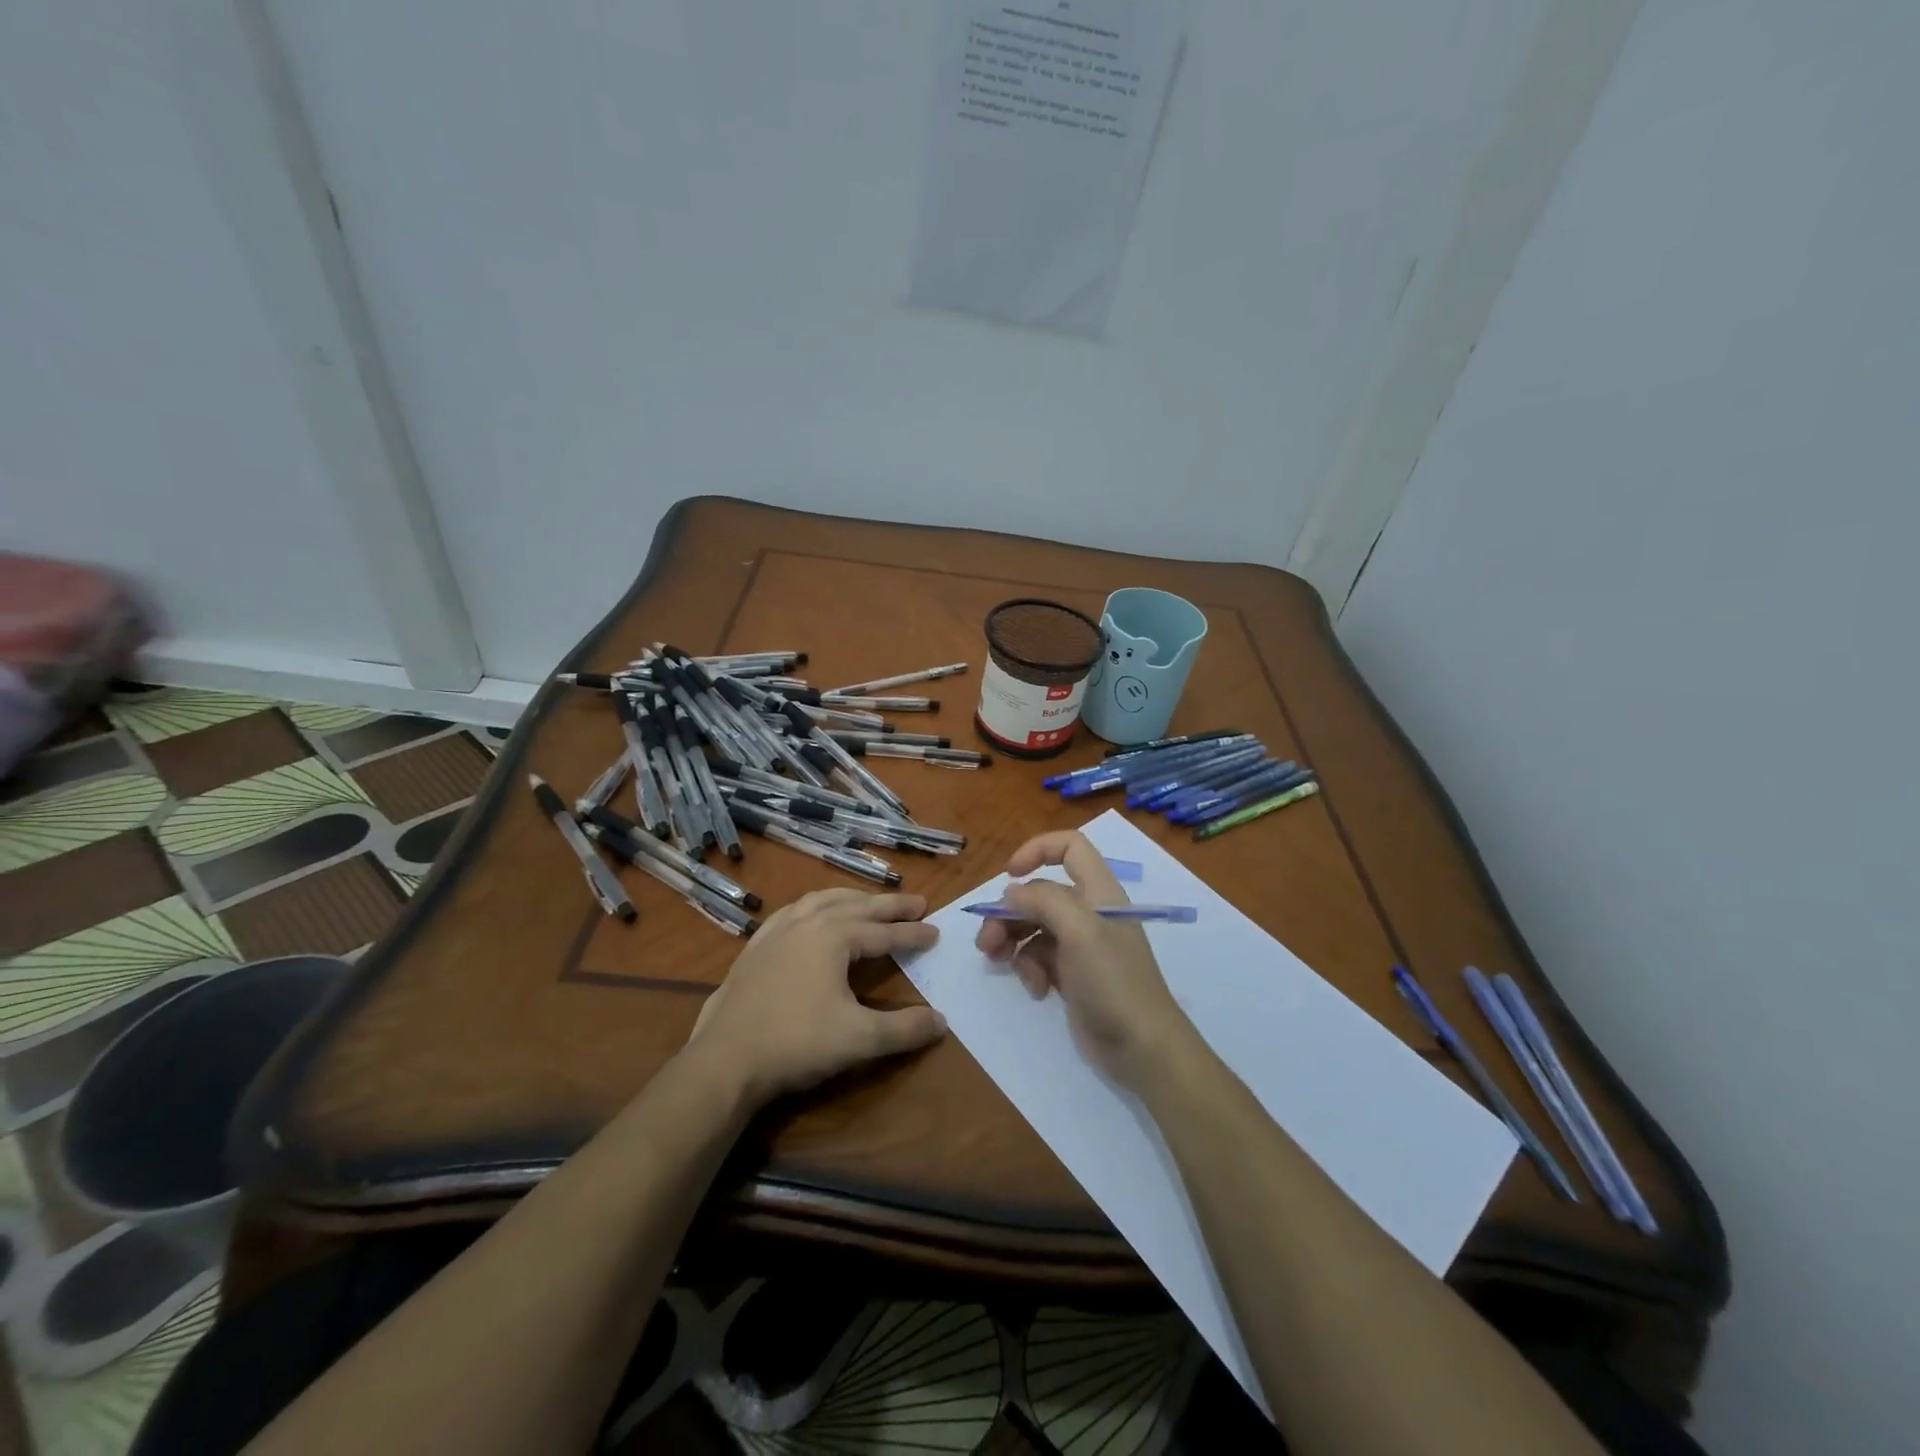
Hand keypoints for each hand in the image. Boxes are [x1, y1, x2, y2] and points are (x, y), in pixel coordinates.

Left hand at [687, 889, 946, 1105]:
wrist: (726, 1059)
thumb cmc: (797, 1043)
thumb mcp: (859, 1039)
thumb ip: (904, 1029)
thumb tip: (941, 1022)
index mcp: (834, 936)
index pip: (884, 932)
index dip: (912, 934)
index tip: (936, 932)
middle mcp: (807, 922)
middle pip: (857, 906)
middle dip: (889, 905)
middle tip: (917, 902)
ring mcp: (776, 931)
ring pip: (822, 901)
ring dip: (851, 898)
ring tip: (869, 901)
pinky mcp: (755, 947)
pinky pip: (792, 912)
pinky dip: (814, 907)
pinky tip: (812, 916)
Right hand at [974, 831, 1190, 1087]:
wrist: (1142, 1048)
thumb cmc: (1113, 981)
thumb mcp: (1079, 931)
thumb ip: (1043, 900)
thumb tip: (1012, 892)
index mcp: (1098, 891)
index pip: (1069, 846)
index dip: (1037, 850)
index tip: (1010, 875)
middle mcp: (1089, 911)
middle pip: (1039, 892)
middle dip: (1009, 912)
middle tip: (986, 941)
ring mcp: (1080, 944)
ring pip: (1033, 926)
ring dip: (1012, 940)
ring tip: (998, 962)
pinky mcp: (1072, 974)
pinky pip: (1039, 957)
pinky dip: (1030, 968)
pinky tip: (1037, 990)